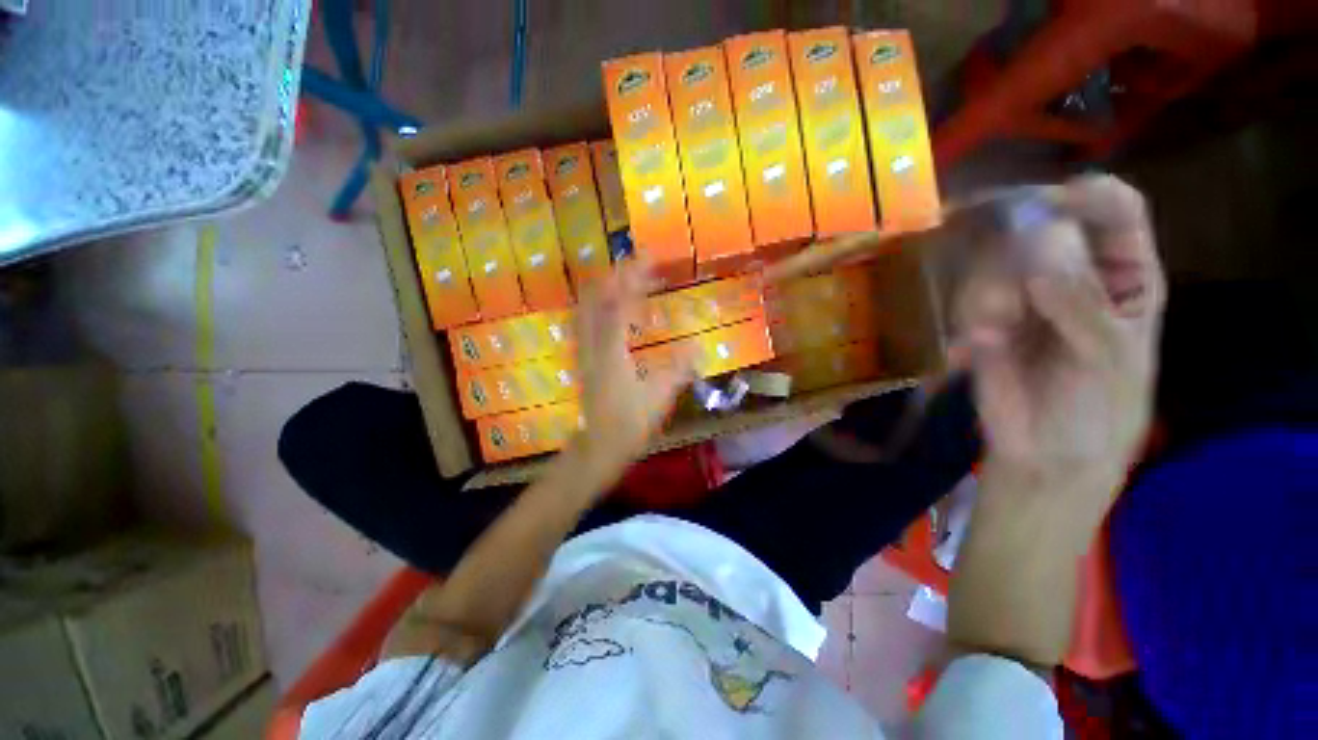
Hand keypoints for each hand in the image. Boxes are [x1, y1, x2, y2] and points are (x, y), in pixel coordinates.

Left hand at [567, 259, 692, 486]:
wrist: (599, 446)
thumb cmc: (629, 423)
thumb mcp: (660, 397)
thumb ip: (679, 369)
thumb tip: (697, 346)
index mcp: (612, 351)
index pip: (618, 304)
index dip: (632, 278)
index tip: (647, 258)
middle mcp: (593, 345)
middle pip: (595, 299)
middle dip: (614, 276)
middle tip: (635, 264)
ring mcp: (584, 351)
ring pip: (586, 309)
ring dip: (604, 288)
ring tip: (623, 278)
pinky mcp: (584, 359)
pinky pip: (586, 322)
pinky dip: (598, 306)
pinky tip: (610, 308)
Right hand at [956, 175, 1165, 484]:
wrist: (1044, 453)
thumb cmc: (1099, 408)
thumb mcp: (1108, 355)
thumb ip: (1079, 299)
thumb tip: (1040, 237)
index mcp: (1124, 273)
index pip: (1114, 209)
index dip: (1087, 196)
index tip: (1048, 204)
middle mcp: (1072, 273)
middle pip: (1042, 227)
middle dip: (1017, 250)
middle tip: (1009, 289)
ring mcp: (1023, 294)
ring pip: (996, 260)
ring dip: (989, 291)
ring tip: (994, 329)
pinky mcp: (983, 318)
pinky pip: (970, 297)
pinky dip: (970, 316)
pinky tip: (976, 347)